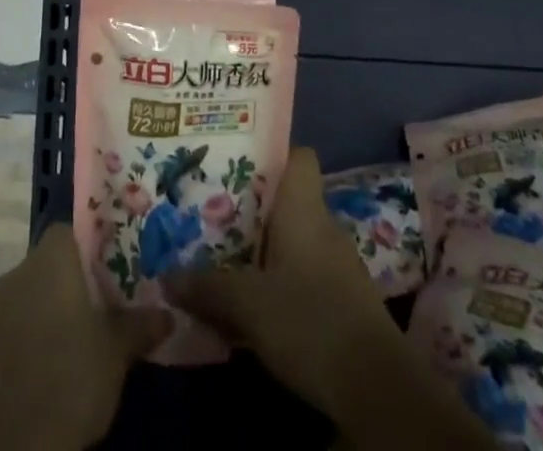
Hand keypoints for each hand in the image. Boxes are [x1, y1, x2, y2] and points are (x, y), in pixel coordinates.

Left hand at [0, 221, 172, 450]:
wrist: (13, 444)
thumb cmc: (72, 376)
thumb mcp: (118, 351)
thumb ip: (140, 325)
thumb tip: (168, 314)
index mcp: (51, 259)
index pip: (68, 232)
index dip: (87, 249)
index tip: (105, 274)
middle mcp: (17, 273)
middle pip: (45, 265)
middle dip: (65, 285)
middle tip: (93, 312)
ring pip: (23, 298)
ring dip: (41, 314)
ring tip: (68, 345)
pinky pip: (5, 332)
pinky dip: (21, 343)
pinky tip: (40, 372)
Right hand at [164, 147, 493, 450]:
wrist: (376, 387)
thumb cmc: (309, 321)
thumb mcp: (247, 303)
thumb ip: (207, 286)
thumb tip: (167, 276)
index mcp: (303, 208)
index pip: (298, 157)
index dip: (272, 155)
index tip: (237, 164)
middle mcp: (324, 225)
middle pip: (289, 200)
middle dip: (254, 208)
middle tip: (214, 213)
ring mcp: (338, 264)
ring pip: (296, 239)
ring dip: (267, 248)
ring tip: (227, 257)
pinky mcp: (344, 300)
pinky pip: (306, 273)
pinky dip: (283, 280)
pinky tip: (258, 302)